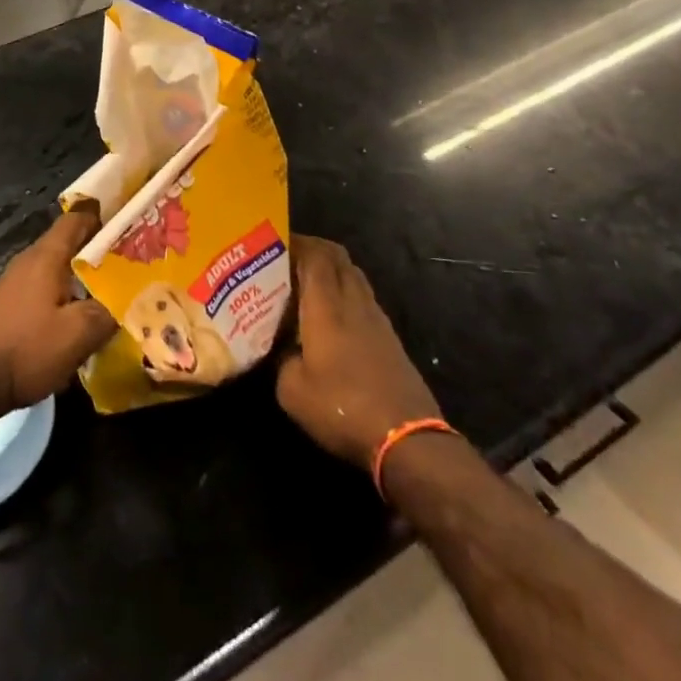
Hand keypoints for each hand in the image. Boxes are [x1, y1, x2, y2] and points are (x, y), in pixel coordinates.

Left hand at [0, 205, 117, 419]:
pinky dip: (67, 297)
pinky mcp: (10, 307)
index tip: (131, 222)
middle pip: (70, 245)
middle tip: (134, 262)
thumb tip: (132, 297)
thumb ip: (109, 311)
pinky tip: (82, 319)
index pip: (77, 219)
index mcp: (47, 256)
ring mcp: (16, 284)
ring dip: (84, 278)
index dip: (105, 216)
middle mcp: (30, 262)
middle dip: (101, 252)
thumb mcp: (78, 333)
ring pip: (59, 271)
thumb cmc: (26, 349)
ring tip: (116, 292)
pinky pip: (47, 291)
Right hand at [276, 236, 440, 471]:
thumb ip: (281, 359)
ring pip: (354, 276)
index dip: (296, 242)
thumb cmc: (342, 408)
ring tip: (306, 283)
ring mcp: (377, 319)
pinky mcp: (389, 338)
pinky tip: (331, 315)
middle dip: (314, 249)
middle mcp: (354, 302)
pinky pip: (363, 298)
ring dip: (331, 270)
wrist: (406, 438)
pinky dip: (345, 293)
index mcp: (327, 307)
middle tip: (287, 258)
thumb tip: (281, 348)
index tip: (274, 242)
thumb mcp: (292, 390)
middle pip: (338, 258)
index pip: (315, 255)